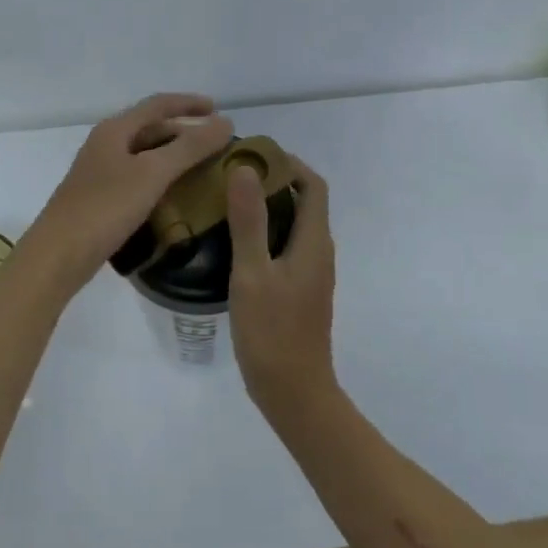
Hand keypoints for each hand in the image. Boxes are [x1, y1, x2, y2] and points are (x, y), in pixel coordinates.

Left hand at [19, 94, 233, 288]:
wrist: (58, 256)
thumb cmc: (105, 208)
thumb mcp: (152, 173)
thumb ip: (190, 147)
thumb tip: (225, 123)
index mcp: (115, 130)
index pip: (158, 104)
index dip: (189, 104)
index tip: (218, 110)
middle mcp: (106, 144)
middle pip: (151, 128)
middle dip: (185, 131)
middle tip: (216, 145)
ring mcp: (101, 172)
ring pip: (145, 154)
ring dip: (174, 155)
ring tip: (203, 168)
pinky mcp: (100, 198)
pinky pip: (138, 177)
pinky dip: (161, 178)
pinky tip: (176, 195)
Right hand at [227, 153, 336, 417]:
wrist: (294, 392)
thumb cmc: (272, 331)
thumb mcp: (253, 273)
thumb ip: (249, 220)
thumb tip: (246, 169)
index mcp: (314, 242)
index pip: (313, 185)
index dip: (289, 164)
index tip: (254, 155)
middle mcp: (319, 252)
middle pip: (305, 202)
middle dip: (274, 182)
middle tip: (232, 176)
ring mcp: (312, 274)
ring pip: (295, 226)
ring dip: (269, 208)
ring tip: (228, 202)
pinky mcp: (300, 291)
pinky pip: (287, 247)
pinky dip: (267, 233)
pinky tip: (235, 244)